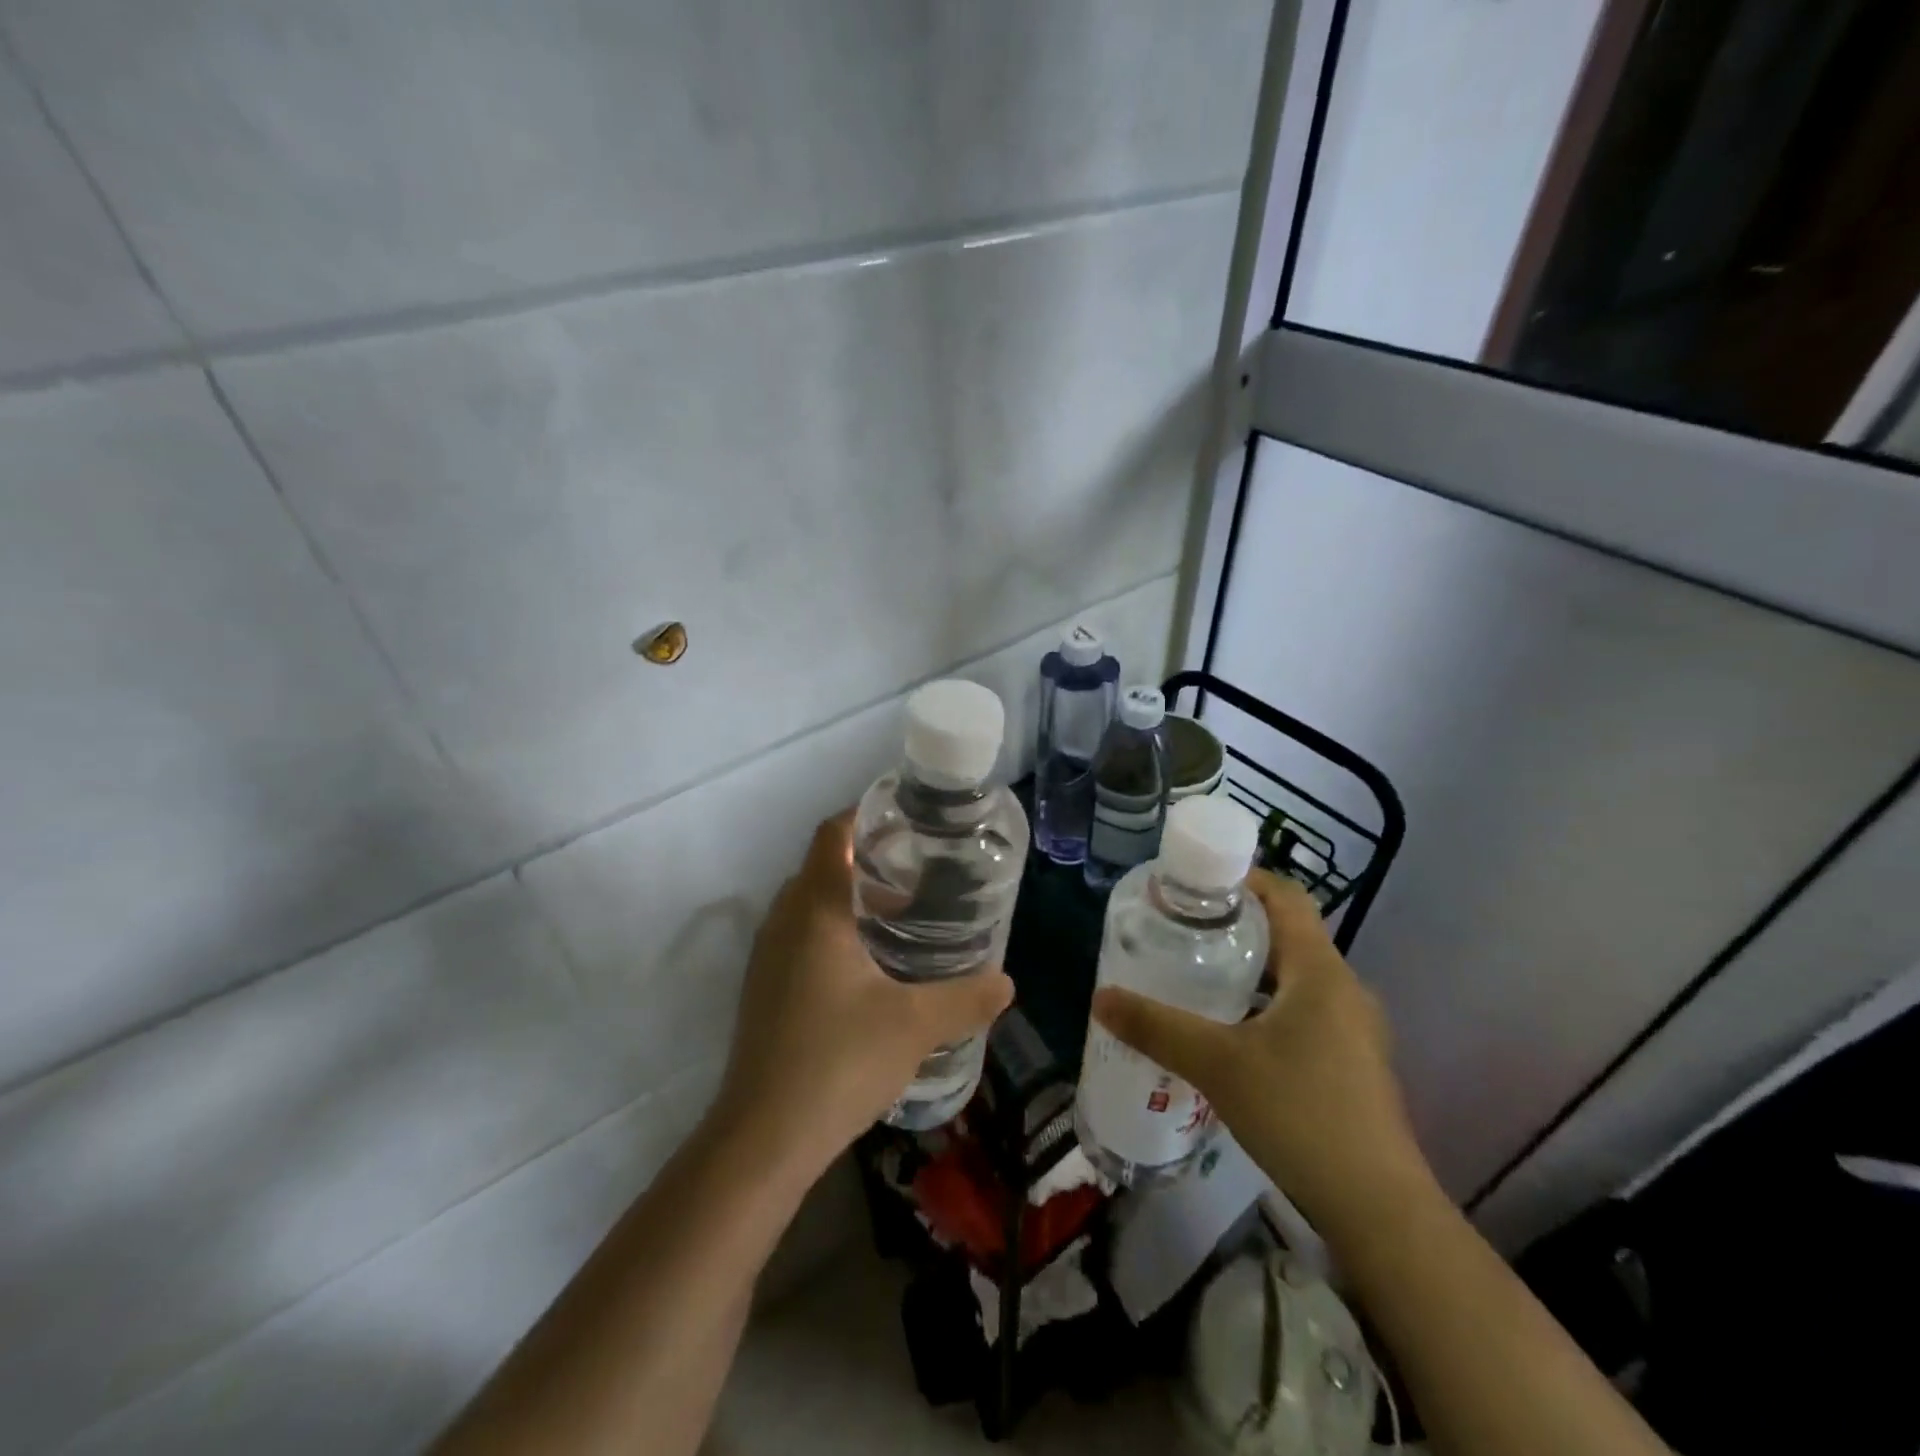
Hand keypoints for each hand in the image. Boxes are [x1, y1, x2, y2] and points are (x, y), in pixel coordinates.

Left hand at [713, 810, 1013, 1184]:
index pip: (833, 834)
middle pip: (823, 865)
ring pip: (811, 904)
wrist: (762, 1139)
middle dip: (869, 861)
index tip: (908, 822)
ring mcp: (768, 956)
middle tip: (921, 872)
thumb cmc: (837, 1062)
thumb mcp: (915, 1025)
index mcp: (815, 909)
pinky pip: (802, 937)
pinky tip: (872, 968)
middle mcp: (784, 920)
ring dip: (853, 900)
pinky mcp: (765, 988)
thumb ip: (965, 997)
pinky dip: (836, 932)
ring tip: (905, 917)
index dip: (866, 815)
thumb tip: (1007, 983)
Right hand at [1091, 870, 1433, 1238]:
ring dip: (1249, 968)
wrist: (1378, 1209)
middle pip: (1288, 935)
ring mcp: (1353, 1029)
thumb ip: (1156, 1027)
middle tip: (1182, 928)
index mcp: (1320, 972)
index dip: (1244, 879)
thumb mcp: (1217, 1064)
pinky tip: (1229, 1033)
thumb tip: (1101, 998)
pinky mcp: (1351, 1063)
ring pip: (1294, 977)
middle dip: (1236, 925)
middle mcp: (1343, 989)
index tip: (1195, 883)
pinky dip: (1264, 1005)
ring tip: (1196, 974)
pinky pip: (1302, 1011)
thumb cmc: (1300, 1114)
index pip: (1286, 897)